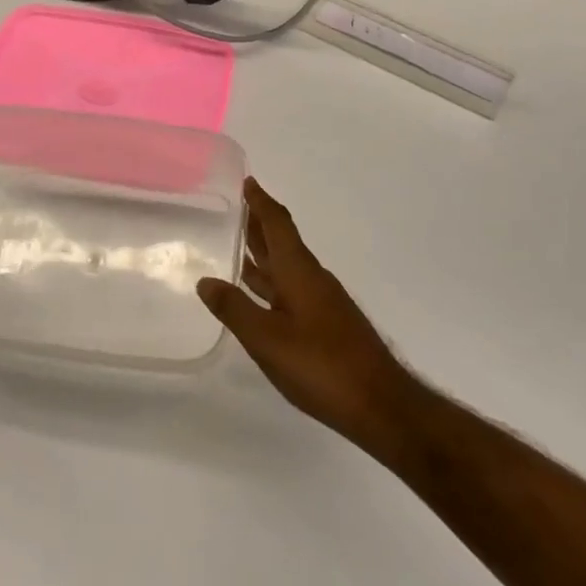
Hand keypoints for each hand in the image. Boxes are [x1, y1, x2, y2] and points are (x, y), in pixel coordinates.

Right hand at [198, 178, 418, 448]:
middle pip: (282, 241)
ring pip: (286, 266)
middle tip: (235, 207)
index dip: (261, 202)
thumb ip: (235, 310)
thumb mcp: (267, 340)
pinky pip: (291, 287)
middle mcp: (311, 278)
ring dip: (264, 252)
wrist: (379, 403)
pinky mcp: (325, 323)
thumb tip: (205, 280)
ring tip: (238, 243)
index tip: (247, 181)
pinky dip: (271, 280)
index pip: (277, 225)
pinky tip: (259, 294)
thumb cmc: (321, 366)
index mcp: (298, 272)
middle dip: (259, 223)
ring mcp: (321, 301)